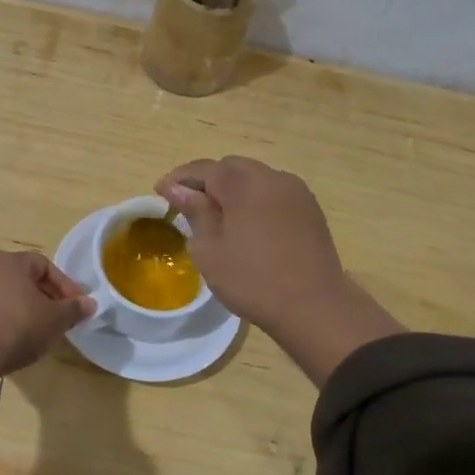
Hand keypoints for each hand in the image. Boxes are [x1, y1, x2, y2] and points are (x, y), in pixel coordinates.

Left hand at [0, 250, 94, 377]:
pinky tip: (9, 339)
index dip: (64, 285)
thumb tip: (89, 303)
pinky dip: (0, 319)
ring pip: (2, 294)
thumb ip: (74, 309)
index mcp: (9, 260)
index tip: (76, 306)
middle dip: (43, 297)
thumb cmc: (18, 326)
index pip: (44, 265)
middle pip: (21, 278)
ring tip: (34, 331)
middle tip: (57, 318)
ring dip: (20, 308)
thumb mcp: (55, 319)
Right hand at [155, 157, 346, 330]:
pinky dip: (255, 200)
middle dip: (207, 181)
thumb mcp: (209, 249)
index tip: (161, 191)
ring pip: (255, 178)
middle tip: (188, 204)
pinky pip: (274, 194)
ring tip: (218, 215)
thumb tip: (178, 189)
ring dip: (233, 189)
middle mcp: (272, 177)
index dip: (179, 178)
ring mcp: (296, 191)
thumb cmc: (252, 279)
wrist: (313, 305)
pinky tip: (248, 224)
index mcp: (244, 183)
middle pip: (231, 168)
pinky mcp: (310, 209)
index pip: (204, 169)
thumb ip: (194, 212)